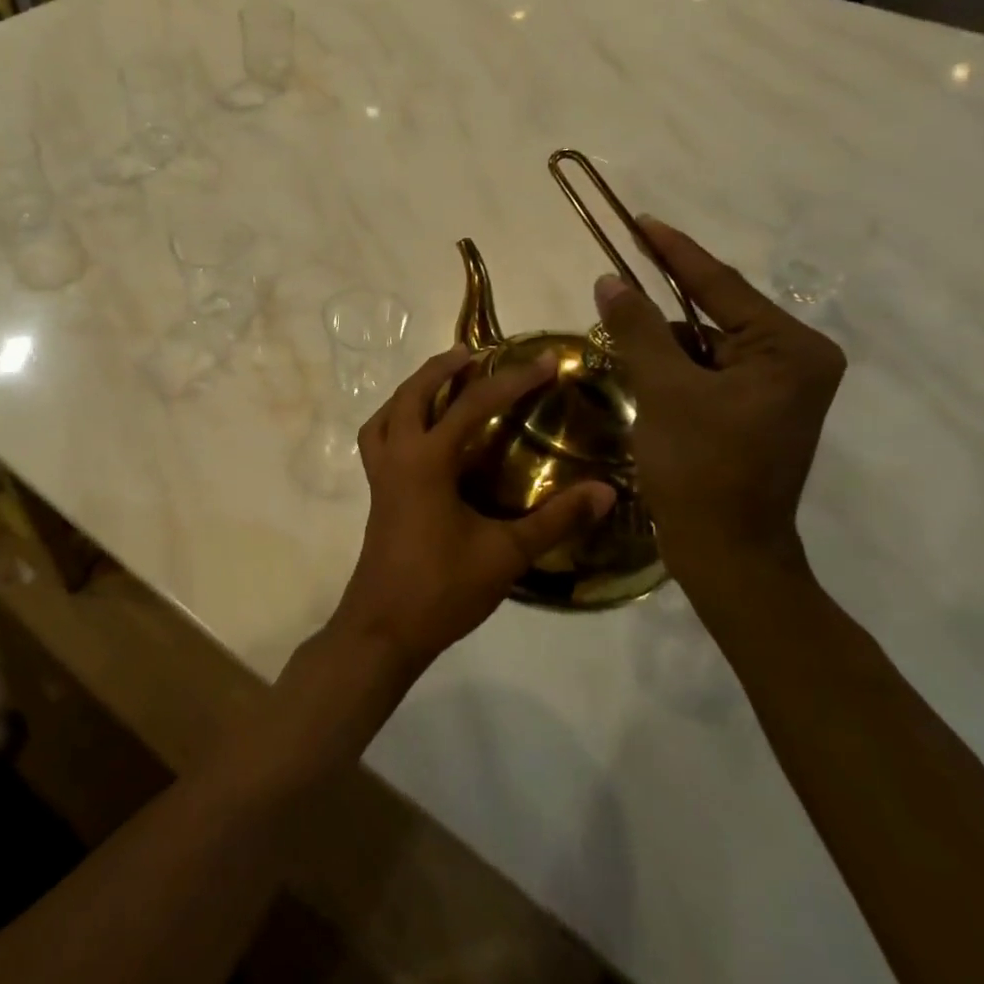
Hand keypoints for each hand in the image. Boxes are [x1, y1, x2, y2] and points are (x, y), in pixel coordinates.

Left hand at [328, 346, 615, 677]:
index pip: (473, 404)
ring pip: (386, 413)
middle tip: (474, 353)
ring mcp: (380, 475)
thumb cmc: (442, 589)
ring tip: (441, 382)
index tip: (548, 360)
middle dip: (442, 367)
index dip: (514, 379)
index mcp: (427, 461)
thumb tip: (608, 491)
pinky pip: (378, 438)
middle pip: (412, 393)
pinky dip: (395, 420)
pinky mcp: (376, 493)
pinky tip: (420, 435)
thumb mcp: (506, 554)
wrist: (384, 630)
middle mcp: (398, 457)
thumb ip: (556, 520)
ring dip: (412, 390)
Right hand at [595, 219, 844, 586]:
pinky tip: (643, 376)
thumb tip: (610, 280)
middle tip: (614, 283)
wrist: (727, 555)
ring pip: (705, 347)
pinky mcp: (757, 412)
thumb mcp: (665, 391)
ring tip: (620, 340)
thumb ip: (638, 329)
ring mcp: (778, 389)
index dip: (674, 252)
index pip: (720, 286)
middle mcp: (795, 361)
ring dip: (662, 344)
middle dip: (662, 307)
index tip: (641, 220)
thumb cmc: (702, 470)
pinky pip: (707, 373)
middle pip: (713, 316)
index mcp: (791, 349)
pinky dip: (672, 370)